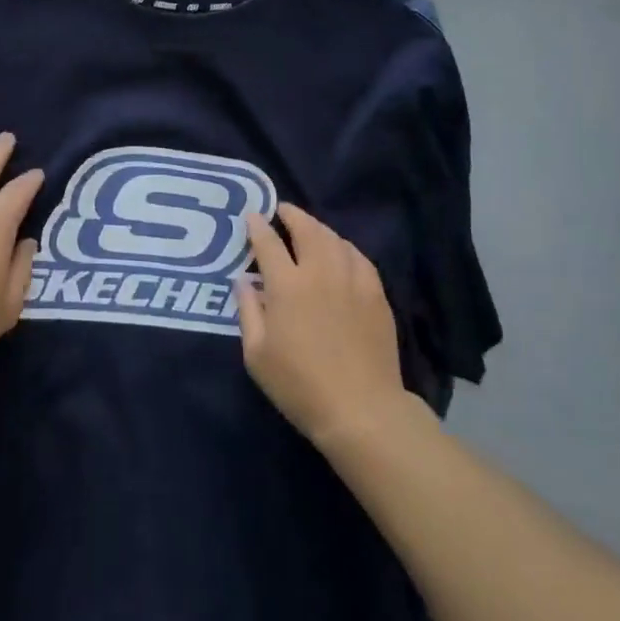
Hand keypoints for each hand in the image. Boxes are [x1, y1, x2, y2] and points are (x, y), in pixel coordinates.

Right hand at [236, 204, 410, 450]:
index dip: (257, 225)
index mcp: (287, 285)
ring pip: (334, 238)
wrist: (361, 409)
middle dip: (291, 214)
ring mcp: (352, 280)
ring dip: (317, 228)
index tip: (252, 215)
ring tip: (308, 229)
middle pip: (306, 229)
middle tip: (282, 210)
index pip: (268, 242)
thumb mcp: (257, 355)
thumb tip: (243, 280)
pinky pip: (358, 257)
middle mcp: (320, 272)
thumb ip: (247, 311)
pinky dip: (344, 247)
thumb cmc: (300, 385)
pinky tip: (340, 252)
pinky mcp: (375, 293)